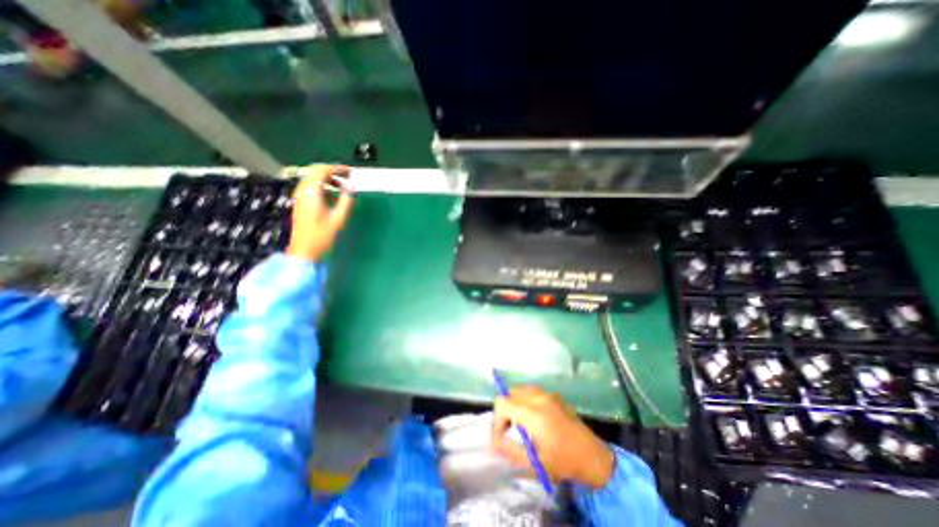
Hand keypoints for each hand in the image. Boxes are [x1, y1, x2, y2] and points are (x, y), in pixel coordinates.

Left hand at [284, 165, 354, 263]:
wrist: (304, 250)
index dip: (337, 168)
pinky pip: (311, 187)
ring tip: (343, 186)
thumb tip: (351, 187)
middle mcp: (303, 190)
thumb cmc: (322, 235)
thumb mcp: (338, 218)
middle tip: (347, 176)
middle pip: (315, 172)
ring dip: (327, 178)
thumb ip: (345, 200)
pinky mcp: (300, 202)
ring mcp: (300, 196)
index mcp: (311, 192)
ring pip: (313, 178)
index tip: (350, 172)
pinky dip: (322, 185)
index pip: (322, 171)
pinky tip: (333, 194)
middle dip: (332, 171)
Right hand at [491, 382, 617, 489]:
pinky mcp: (554, 395)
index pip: (502, 402)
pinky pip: (532, 391)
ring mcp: (548, 394)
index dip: (496, 419)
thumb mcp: (534, 463)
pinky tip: (533, 418)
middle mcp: (539, 397)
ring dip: (514, 403)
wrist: (593, 457)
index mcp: (533, 413)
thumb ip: (510, 450)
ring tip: (520, 423)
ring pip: (520, 389)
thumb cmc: (564, 462)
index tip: (501, 436)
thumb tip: (494, 442)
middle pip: (509, 392)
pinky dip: (525, 400)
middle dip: (504, 410)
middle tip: (509, 430)